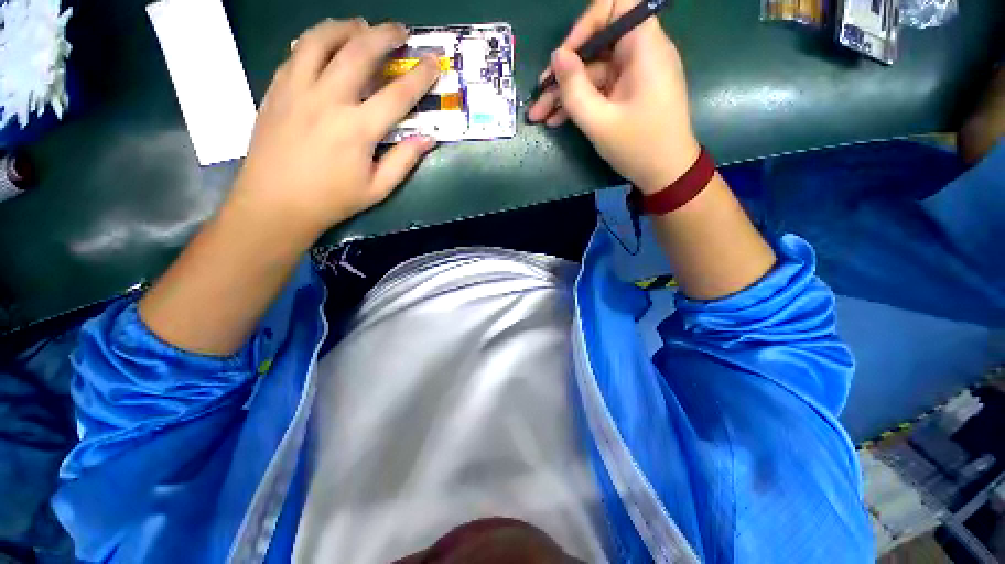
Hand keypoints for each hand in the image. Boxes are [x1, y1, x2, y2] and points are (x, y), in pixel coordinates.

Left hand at [229, 19, 439, 235]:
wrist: (274, 203)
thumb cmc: (331, 200)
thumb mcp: (377, 189)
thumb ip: (404, 161)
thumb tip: (428, 139)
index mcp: (358, 129)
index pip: (397, 94)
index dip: (420, 76)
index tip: (433, 63)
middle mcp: (328, 100)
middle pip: (359, 52)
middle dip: (384, 35)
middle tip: (399, 31)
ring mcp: (297, 89)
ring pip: (321, 40)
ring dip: (345, 27)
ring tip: (360, 26)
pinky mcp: (276, 89)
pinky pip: (296, 52)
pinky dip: (316, 41)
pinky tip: (326, 45)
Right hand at [527, 0, 699, 194]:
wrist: (665, 174)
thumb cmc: (638, 147)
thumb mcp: (599, 122)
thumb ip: (574, 88)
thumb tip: (557, 56)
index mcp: (644, 47)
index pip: (615, 6)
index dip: (585, 25)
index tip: (565, 57)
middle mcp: (640, 53)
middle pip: (596, 47)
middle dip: (564, 72)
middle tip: (539, 98)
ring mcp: (633, 75)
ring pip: (592, 73)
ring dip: (564, 94)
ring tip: (539, 116)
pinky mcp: (627, 93)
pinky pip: (599, 89)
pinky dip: (579, 103)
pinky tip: (556, 120)